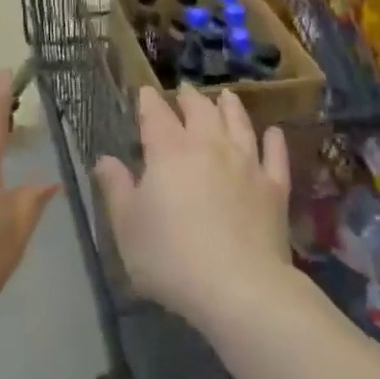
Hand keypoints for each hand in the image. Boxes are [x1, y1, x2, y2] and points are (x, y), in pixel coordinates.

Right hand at [95, 86, 292, 329]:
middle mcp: (209, 146)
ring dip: (231, 107)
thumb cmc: (171, 258)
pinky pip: (275, 155)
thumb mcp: (127, 228)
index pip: (156, 116)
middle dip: (189, 98)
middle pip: (200, 111)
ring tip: (226, 96)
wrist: (239, 288)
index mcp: (169, 152)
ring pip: (239, 124)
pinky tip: (274, 132)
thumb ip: (116, 189)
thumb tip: (105, 159)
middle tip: (184, 90)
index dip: (149, 101)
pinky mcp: (274, 187)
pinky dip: (274, 140)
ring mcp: (246, 164)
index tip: (146, 92)